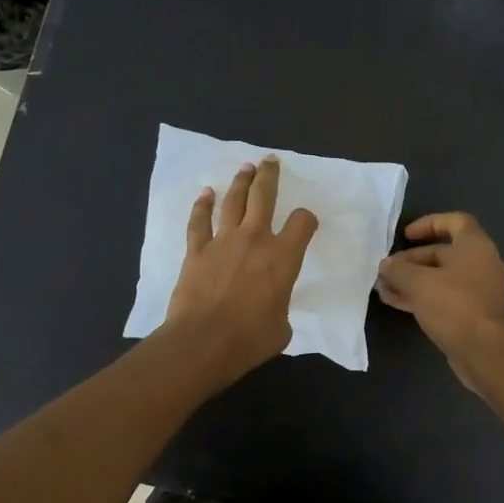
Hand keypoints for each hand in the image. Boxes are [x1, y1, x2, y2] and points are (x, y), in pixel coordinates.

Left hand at [162, 157, 318, 388]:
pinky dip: (202, 206)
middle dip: (269, 176)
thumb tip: (270, 309)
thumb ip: (280, 308)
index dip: (307, 219)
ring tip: (246, 168)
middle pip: (264, 196)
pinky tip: (205, 193)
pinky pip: (199, 221)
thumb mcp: (282, 328)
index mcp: (283, 257)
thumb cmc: (250, 339)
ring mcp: (223, 241)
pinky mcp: (196, 251)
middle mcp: (255, 239)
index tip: (305, 222)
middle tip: (271, 161)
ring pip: (233, 201)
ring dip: (240, 182)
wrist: (204, 341)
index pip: (302, 223)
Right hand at [375, 212, 503, 388]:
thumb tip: (386, 265)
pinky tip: (395, 302)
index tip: (406, 235)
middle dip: (411, 260)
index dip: (429, 223)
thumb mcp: (419, 283)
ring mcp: (476, 290)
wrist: (483, 351)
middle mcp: (479, 264)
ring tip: (383, 288)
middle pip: (442, 253)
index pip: (455, 222)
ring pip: (439, 278)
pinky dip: (420, 297)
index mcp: (474, 246)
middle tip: (386, 269)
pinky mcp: (470, 313)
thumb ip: (399, 270)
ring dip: (411, 281)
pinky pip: (442, 297)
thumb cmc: (454, 305)